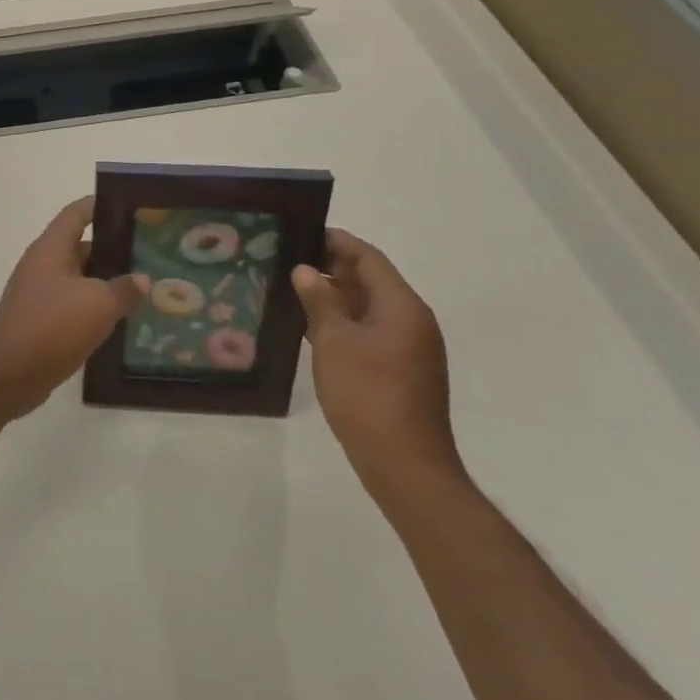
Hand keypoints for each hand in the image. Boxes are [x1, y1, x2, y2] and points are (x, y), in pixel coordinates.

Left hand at [0, 197, 146, 421]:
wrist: (8, 375)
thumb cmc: (52, 326)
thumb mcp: (98, 305)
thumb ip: (124, 288)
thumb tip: (141, 279)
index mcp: (51, 248)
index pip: (76, 213)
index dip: (101, 206)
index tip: (131, 208)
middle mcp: (43, 264)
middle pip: (81, 246)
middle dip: (113, 249)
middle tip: (149, 254)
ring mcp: (39, 293)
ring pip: (79, 279)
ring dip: (106, 282)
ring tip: (143, 287)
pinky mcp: (40, 320)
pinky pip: (72, 304)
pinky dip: (94, 307)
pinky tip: (121, 320)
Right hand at [292, 228, 464, 507]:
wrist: (405, 466)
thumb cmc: (367, 394)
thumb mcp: (333, 341)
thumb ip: (319, 300)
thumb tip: (305, 270)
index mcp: (401, 306)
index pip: (368, 258)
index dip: (335, 241)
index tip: (300, 232)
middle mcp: (411, 320)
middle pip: (370, 280)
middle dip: (331, 267)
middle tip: (288, 260)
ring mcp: (409, 348)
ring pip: (368, 307)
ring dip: (335, 297)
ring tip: (292, 290)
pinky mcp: (402, 371)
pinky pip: (370, 332)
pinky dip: (343, 323)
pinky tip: (311, 328)